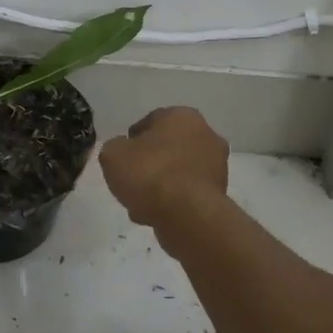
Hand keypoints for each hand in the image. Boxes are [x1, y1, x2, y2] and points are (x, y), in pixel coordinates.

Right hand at [99, 107, 229, 226]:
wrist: (187, 215)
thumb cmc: (149, 174)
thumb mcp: (113, 154)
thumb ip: (115, 147)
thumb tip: (123, 151)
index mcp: (182, 116)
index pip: (151, 122)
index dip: (132, 140)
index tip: (122, 158)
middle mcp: (205, 134)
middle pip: (167, 148)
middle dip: (150, 163)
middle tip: (132, 181)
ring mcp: (217, 165)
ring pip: (178, 172)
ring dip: (161, 185)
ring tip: (140, 205)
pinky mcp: (220, 192)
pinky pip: (188, 192)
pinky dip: (174, 201)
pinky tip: (156, 215)